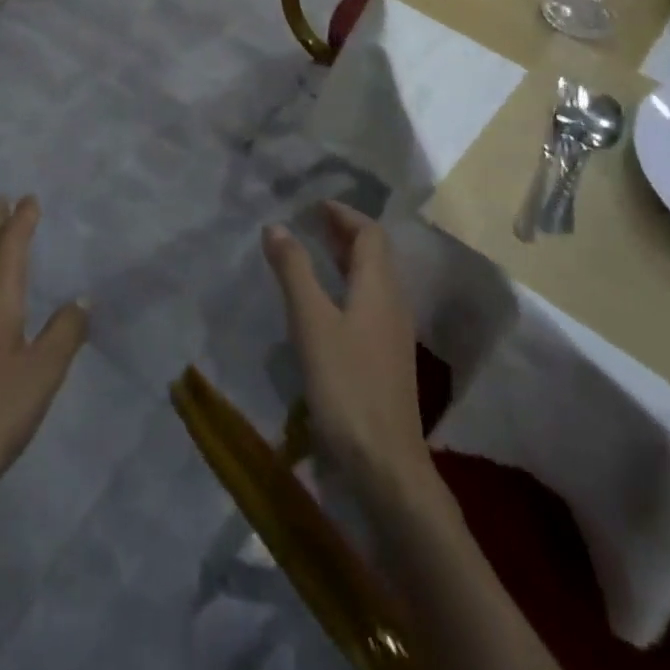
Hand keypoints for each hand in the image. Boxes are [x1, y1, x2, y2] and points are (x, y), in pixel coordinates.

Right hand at [263, 203, 429, 496]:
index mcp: (379, 287)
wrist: (386, 465)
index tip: (315, 205)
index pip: (370, 234)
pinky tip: (326, 304)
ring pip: (373, 280)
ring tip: (315, 254)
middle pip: (375, 254)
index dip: (345, 214)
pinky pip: (370, 304)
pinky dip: (348, 287)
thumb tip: (276, 227)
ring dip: (347, 260)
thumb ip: (294, 271)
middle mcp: (393, 303)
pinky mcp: (387, 359)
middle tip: (311, 223)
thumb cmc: (347, 385)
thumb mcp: (312, 322)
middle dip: (344, 233)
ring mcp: (393, 334)